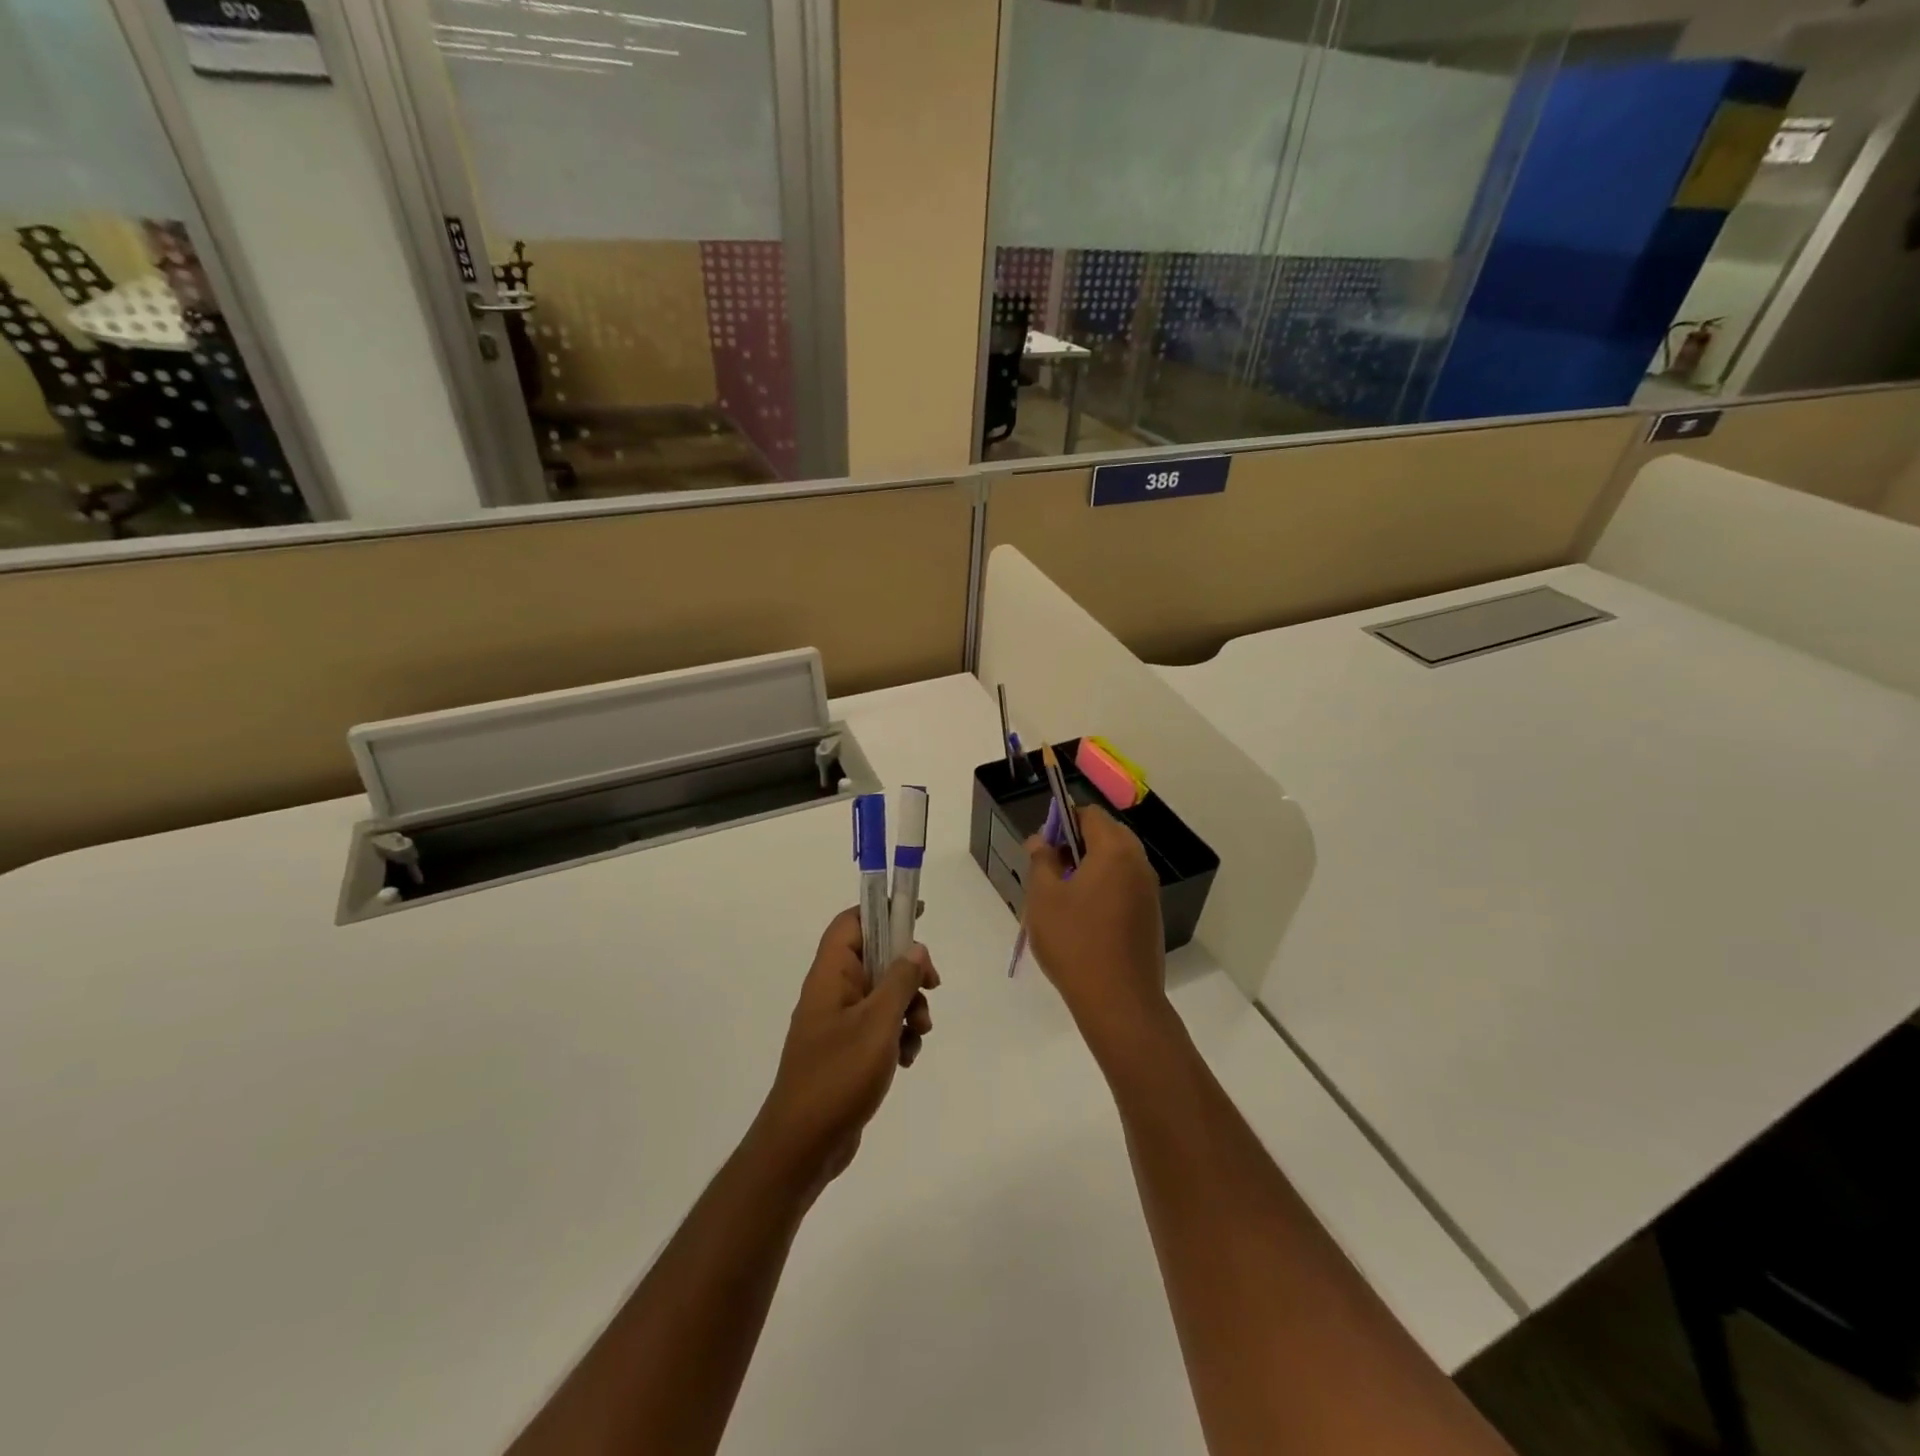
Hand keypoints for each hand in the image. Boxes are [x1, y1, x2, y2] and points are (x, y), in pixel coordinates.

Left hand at [752, 908, 938, 1197]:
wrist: (803, 1146)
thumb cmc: (838, 1076)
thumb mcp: (877, 1023)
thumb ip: (900, 981)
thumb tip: (915, 948)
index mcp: (830, 975)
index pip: (852, 923)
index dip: (882, 911)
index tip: (918, 914)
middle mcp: (833, 992)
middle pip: (876, 958)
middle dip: (908, 972)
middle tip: (933, 986)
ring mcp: (839, 1023)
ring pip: (883, 995)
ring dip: (909, 1008)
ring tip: (919, 1033)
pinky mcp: (847, 1051)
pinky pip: (880, 1027)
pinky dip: (898, 1036)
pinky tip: (907, 1059)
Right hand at [1024, 806, 1170, 1055]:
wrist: (1119, 1002)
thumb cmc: (1075, 942)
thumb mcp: (1044, 898)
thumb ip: (1041, 860)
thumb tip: (1040, 840)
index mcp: (1115, 850)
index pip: (1090, 814)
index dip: (1063, 820)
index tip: (1043, 845)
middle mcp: (1138, 864)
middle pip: (1107, 835)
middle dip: (1076, 844)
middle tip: (1049, 870)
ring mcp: (1149, 891)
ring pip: (1116, 862)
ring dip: (1090, 867)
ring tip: (1062, 896)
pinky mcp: (1150, 916)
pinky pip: (1124, 886)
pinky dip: (1104, 888)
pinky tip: (1083, 918)